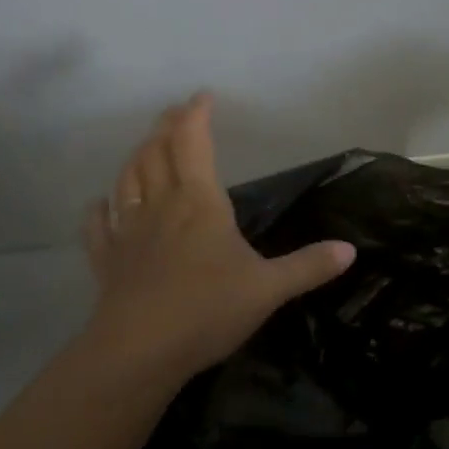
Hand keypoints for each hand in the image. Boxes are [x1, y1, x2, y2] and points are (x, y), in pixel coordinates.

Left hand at [81, 93, 355, 380]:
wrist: (138, 352)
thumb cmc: (207, 309)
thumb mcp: (269, 288)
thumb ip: (308, 266)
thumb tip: (350, 249)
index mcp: (199, 202)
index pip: (193, 143)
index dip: (195, 115)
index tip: (202, 96)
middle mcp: (161, 206)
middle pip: (156, 153)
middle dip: (165, 127)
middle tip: (173, 112)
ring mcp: (128, 233)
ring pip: (127, 181)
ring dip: (136, 157)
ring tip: (145, 146)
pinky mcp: (107, 262)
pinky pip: (98, 227)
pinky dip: (99, 210)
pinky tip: (100, 204)